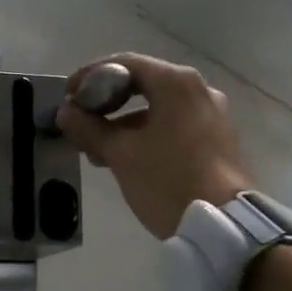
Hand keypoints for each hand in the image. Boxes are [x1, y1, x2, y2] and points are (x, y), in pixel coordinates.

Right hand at [55, 53, 252, 239]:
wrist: (225, 227)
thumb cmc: (168, 180)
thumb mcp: (121, 154)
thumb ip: (89, 127)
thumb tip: (66, 111)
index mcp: (176, 82)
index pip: (125, 63)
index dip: (91, 76)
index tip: (69, 95)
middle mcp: (198, 89)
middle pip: (142, 83)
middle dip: (107, 102)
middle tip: (81, 120)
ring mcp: (212, 113)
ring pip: (158, 107)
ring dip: (125, 122)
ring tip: (97, 149)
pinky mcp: (217, 138)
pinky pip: (174, 123)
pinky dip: (148, 132)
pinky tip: (127, 158)